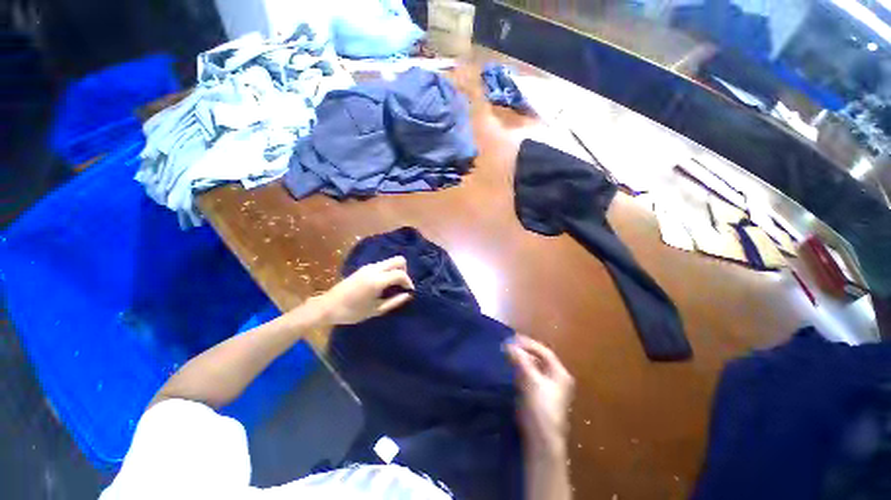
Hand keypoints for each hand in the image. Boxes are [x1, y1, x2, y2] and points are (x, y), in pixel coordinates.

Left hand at [310, 256, 414, 324]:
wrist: (327, 306)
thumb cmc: (352, 312)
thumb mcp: (376, 310)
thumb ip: (394, 301)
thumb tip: (408, 295)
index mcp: (377, 280)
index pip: (401, 273)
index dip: (409, 282)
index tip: (410, 291)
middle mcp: (374, 269)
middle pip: (398, 260)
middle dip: (405, 271)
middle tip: (402, 285)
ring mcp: (368, 266)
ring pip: (390, 261)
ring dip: (396, 270)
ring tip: (394, 286)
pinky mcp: (363, 268)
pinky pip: (382, 264)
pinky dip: (388, 271)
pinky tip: (384, 284)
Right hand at [506, 335, 574, 455]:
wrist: (541, 440)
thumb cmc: (540, 408)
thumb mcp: (530, 380)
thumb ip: (520, 360)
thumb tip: (508, 344)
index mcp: (560, 373)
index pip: (544, 352)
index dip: (528, 344)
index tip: (512, 339)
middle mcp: (557, 379)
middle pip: (540, 359)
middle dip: (524, 351)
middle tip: (509, 346)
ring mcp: (549, 389)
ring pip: (534, 368)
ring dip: (521, 360)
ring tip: (507, 356)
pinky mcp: (540, 397)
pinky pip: (530, 377)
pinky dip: (520, 370)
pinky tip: (510, 370)